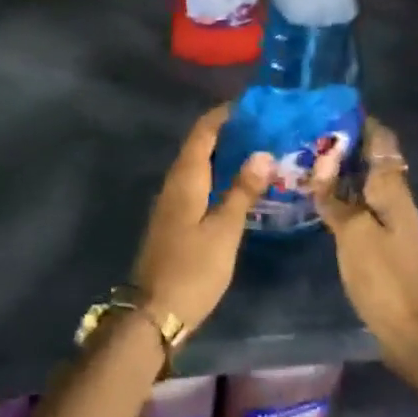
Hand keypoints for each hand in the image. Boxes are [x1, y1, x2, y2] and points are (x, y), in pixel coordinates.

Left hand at [128, 105, 272, 338]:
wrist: (154, 312)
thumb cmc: (193, 269)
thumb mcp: (225, 230)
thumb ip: (242, 191)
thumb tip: (262, 152)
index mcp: (185, 179)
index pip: (203, 132)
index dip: (223, 115)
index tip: (251, 104)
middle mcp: (174, 183)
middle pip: (198, 146)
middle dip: (226, 132)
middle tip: (262, 127)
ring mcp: (171, 203)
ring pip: (197, 166)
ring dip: (222, 154)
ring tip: (255, 150)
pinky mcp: (173, 221)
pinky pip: (196, 185)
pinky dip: (216, 176)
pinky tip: (236, 186)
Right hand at [312, 119, 417, 377]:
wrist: (415, 333)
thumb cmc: (385, 278)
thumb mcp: (353, 233)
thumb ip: (336, 197)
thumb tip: (321, 162)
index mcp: (392, 189)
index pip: (380, 140)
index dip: (359, 121)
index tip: (327, 107)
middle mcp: (394, 199)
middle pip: (371, 160)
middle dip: (342, 144)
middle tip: (304, 134)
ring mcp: (390, 223)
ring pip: (363, 184)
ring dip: (339, 172)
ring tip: (303, 161)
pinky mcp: (382, 245)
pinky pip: (359, 207)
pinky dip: (340, 197)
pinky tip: (317, 201)